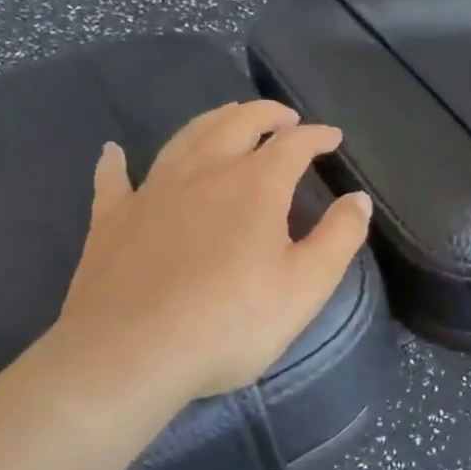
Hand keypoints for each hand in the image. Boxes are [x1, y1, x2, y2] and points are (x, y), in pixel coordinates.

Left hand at [53, 100, 371, 409]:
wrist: (130, 355)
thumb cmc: (231, 323)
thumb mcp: (306, 286)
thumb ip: (339, 237)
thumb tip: (358, 198)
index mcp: (255, 185)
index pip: (293, 144)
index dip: (317, 136)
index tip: (333, 137)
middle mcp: (203, 172)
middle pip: (236, 124)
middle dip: (266, 113)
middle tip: (285, 117)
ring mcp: (152, 191)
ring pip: (185, 138)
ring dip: (213, 121)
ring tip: (229, 119)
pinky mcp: (112, 219)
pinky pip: (114, 179)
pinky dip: (117, 161)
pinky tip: (114, 153)